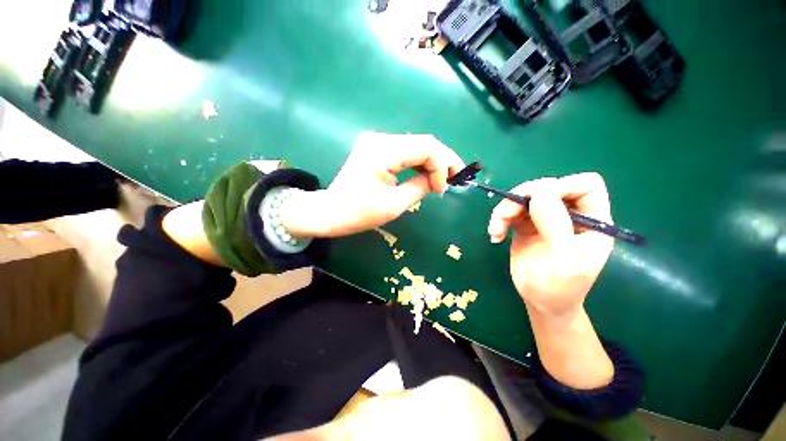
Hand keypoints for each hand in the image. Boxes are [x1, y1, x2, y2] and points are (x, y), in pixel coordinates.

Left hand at [282, 132, 464, 237]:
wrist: (330, 211)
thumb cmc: (358, 213)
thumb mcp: (394, 205)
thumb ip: (420, 188)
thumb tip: (438, 181)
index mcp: (382, 151)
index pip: (426, 147)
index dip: (441, 166)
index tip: (442, 189)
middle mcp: (380, 139)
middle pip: (423, 142)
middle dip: (443, 160)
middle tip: (455, 178)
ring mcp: (377, 141)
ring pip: (416, 144)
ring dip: (433, 161)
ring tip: (444, 178)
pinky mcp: (376, 148)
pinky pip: (406, 150)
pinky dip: (419, 161)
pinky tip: (427, 173)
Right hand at [487, 173, 613, 319]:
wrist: (540, 301)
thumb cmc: (560, 287)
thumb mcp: (564, 260)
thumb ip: (555, 225)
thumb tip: (538, 193)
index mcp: (592, 220)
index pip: (585, 185)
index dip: (562, 185)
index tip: (537, 200)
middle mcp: (569, 215)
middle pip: (547, 187)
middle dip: (523, 197)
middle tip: (505, 215)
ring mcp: (546, 219)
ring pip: (525, 197)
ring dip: (506, 209)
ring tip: (496, 229)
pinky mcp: (526, 225)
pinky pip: (511, 211)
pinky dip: (500, 219)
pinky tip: (495, 235)